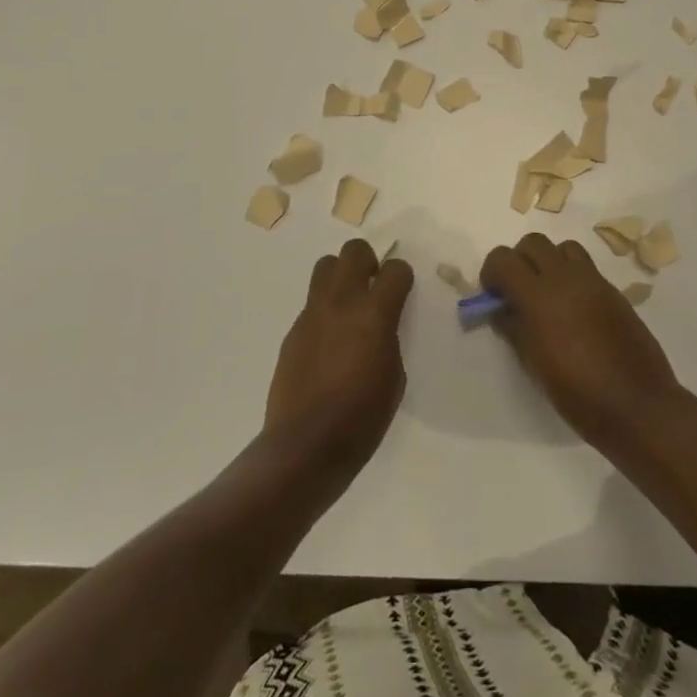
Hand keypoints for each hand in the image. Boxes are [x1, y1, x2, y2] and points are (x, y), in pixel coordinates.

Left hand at [263, 240, 413, 484]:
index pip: (394, 270)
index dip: (402, 277)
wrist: (306, 445)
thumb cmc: (362, 418)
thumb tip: (380, 326)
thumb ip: (388, 338)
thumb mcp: (394, 377)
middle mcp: (341, 303)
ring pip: (326, 266)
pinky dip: (324, 309)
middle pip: (354, 251)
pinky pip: (312, 303)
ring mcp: (312, 314)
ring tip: (349, 306)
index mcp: (374, 315)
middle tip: (373, 288)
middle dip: (368, 262)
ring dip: (341, 276)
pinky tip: (329, 341)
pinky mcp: (293, 330)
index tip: (402, 290)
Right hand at [481, 234, 683, 450]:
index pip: (503, 259)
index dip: (491, 272)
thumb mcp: (534, 365)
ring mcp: (593, 281)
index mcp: (539, 297)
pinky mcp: (613, 290)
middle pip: (533, 242)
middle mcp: (565, 278)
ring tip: (548, 293)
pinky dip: (572, 275)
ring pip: (562, 247)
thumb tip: (503, 311)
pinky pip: (586, 266)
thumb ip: (514, 329)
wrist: (637, 405)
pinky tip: (574, 308)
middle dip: (519, 260)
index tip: (493, 295)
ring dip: (548, 261)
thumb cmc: (577, 394)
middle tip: (518, 291)